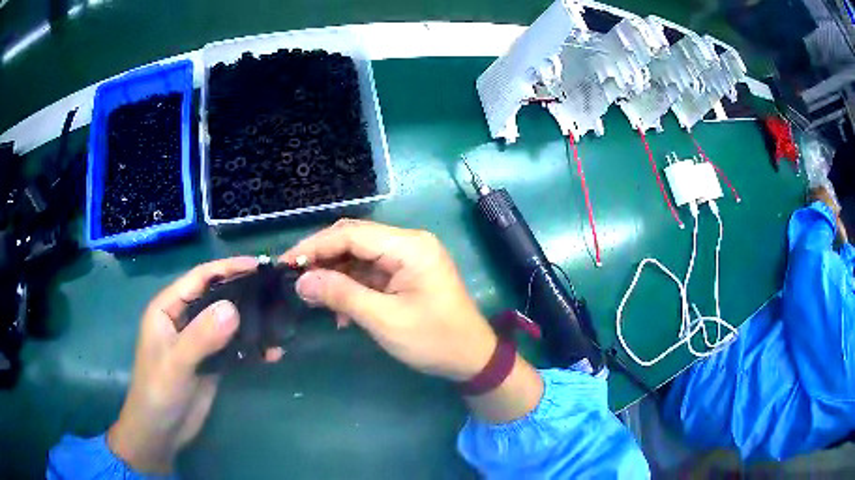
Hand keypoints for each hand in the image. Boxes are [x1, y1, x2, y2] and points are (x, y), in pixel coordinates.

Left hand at [108, 257, 282, 473]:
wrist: (162, 431)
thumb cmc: (159, 392)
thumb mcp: (177, 363)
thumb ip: (202, 336)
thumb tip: (234, 308)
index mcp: (168, 308)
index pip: (199, 278)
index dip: (227, 268)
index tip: (258, 265)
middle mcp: (184, 319)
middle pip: (216, 296)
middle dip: (243, 292)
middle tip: (275, 290)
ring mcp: (199, 342)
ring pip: (227, 322)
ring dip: (251, 322)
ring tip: (280, 321)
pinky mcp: (212, 362)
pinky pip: (234, 347)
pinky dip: (252, 348)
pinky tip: (271, 353)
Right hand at [280, 219, 497, 380]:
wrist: (472, 358)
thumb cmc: (434, 340)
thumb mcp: (385, 320)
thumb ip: (342, 295)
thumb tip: (302, 280)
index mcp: (409, 246)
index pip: (351, 234)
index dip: (315, 246)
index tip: (286, 263)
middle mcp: (408, 243)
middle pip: (354, 240)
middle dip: (322, 258)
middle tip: (294, 278)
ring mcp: (408, 258)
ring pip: (359, 257)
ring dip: (335, 276)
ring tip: (312, 297)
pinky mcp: (405, 274)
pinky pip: (370, 273)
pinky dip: (351, 288)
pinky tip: (339, 311)